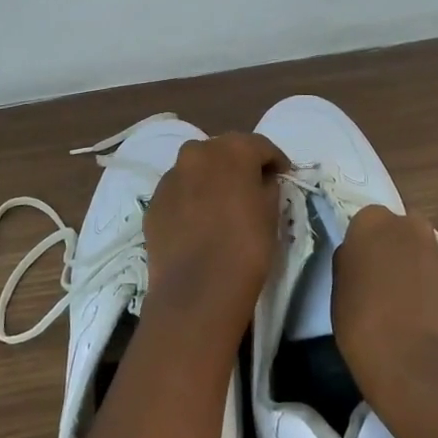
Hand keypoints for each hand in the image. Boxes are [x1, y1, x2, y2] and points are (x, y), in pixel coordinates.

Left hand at [141, 132, 287, 342]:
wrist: (197, 291)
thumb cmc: (246, 247)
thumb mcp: (272, 213)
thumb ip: (267, 187)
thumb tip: (260, 182)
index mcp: (232, 149)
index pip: (260, 146)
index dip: (275, 160)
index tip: (283, 175)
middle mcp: (197, 153)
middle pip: (223, 150)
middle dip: (239, 164)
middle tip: (253, 185)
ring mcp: (170, 177)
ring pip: (196, 169)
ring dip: (211, 178)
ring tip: (223, 203)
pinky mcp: (154, 202)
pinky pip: (178, 192)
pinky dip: (191, 198)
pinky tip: (200, 221)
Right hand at [333, 205, 437, 433]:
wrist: (422, 370)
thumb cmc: (365, 328)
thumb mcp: (339, 294)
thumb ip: (351, 265)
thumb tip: (361, 261)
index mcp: (374, 224)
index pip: (366, 221)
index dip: (364, 246)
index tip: (361, 270)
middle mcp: (413, 228)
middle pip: (402, 232)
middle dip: (396, 251)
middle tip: (385, 285)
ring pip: (427, 256)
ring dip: (420, 272)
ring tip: (410, 311)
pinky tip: (431, 326)